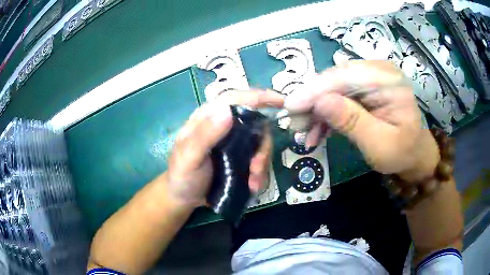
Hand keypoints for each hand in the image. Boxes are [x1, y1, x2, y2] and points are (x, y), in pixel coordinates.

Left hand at [166, 90, 283, 208]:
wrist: (184, 198)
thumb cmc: (182, 175)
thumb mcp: (188, 157)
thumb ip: (204, 135)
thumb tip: (227, 111)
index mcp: (208, 118)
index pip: (234, 99)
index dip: (258, 96)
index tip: (280, 101)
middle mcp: (224, 126)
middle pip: (254, 123)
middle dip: (262, 146)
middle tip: (257, 168)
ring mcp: (234, 142)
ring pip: (260, 143)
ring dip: (262, 163)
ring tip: (253, 183)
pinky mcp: (240, 157)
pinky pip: (258, 158)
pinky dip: (260, 172)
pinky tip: (253, 185)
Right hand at [284, 60, 439, 181]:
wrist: (413, 153)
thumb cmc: (402, 152)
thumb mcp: (379, 144)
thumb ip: (352, 122)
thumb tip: (320, 102)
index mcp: (388, 80)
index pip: (346, 77)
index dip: (316, 90)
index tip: (291, 106)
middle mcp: (377, 71)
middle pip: (336, 79)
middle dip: (313, 101)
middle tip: (295, 123)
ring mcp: (369, 78)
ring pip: (333, 88)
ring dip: (317, 110)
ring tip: (305, 133)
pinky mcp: (363, 88)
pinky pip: (338, 96)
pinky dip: (326, 114)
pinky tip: (317, 131)